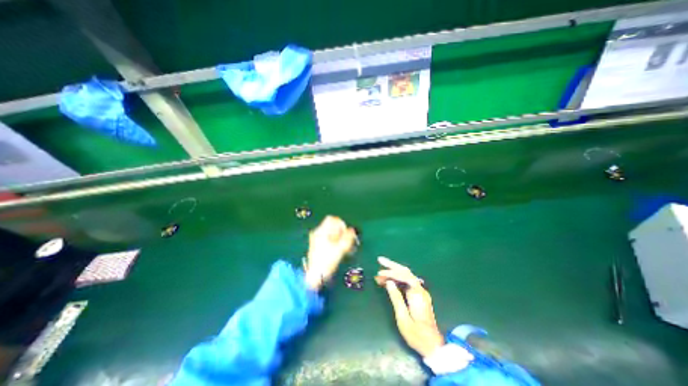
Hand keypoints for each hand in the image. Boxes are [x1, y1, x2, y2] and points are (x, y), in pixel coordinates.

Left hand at [306, 216, 359, 291]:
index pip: (332, 219)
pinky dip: (333, 240)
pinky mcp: (316, 244)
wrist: (313, 276)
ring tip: (341, 247)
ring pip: (330, 231)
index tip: (345, 233)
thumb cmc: (326, 262)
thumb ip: (347, 238)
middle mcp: (317, 232)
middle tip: (344, 241)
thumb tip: (352, 230)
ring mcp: (316, 238)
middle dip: (340, 231)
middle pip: (331, 225)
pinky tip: (337, 250)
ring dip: (338, 237)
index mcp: (321, 232)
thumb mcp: (339, 250)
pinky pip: (327, 237)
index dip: (341, 224)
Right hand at [375, 258, 445, 357]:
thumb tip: (389, 282)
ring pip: (406, 276)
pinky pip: (406, 283)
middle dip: (392, 265)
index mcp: (417, 294)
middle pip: (406, 271)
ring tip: (379, 274)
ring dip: (393, 273)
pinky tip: (388, 281)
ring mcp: (420, 292)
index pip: (405, 276)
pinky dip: (396, 280)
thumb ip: (396, 298)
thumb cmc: (417, 335)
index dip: (391, 272)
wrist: (433, 347)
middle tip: (380, 260)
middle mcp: (420, 290)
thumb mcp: (403, 318)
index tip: (380, 273)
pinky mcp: (418, 296)